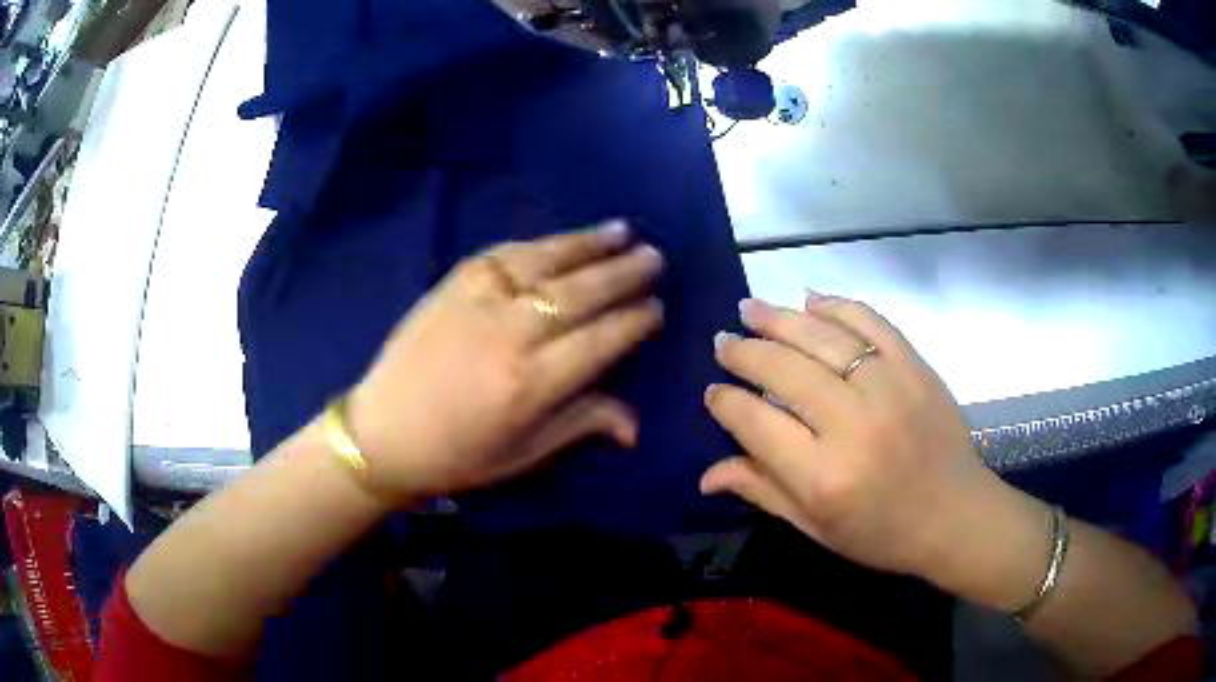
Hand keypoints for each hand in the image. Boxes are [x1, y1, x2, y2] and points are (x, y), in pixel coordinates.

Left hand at [347, 222, 663, 502]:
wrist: (382, 433)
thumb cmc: (456, 456)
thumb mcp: (523, 455)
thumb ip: (581, 424)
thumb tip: (635, 424)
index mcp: (532, 384)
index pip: (601, 340)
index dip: (634, 321)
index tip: (656, 307)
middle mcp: (511, 334)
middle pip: (581, 293)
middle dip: (623, 272)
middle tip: (654, 257)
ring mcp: (478, 301)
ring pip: (546, 262)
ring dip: (588, 244)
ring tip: (622, 231)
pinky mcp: (452, 284)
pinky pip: (504, 253)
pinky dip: (540, 243)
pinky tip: (562, 239)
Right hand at [701, 295, 1005, 580]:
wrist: (956, 515)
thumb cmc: (882, 534)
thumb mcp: (816, 529)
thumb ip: (763, 492)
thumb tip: (705, 474)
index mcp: (824, 477)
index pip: (756, 423)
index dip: (726, 403)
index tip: (712, 392)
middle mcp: (854, 425)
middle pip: (784, 371)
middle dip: (744, 352)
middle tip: (723, 341)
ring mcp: (890, 387)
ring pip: (823, 338)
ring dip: (780, 318)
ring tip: (749, 308)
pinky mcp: (915, 367)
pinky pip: (871, 322)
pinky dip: (838, 306)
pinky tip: (811, 300)